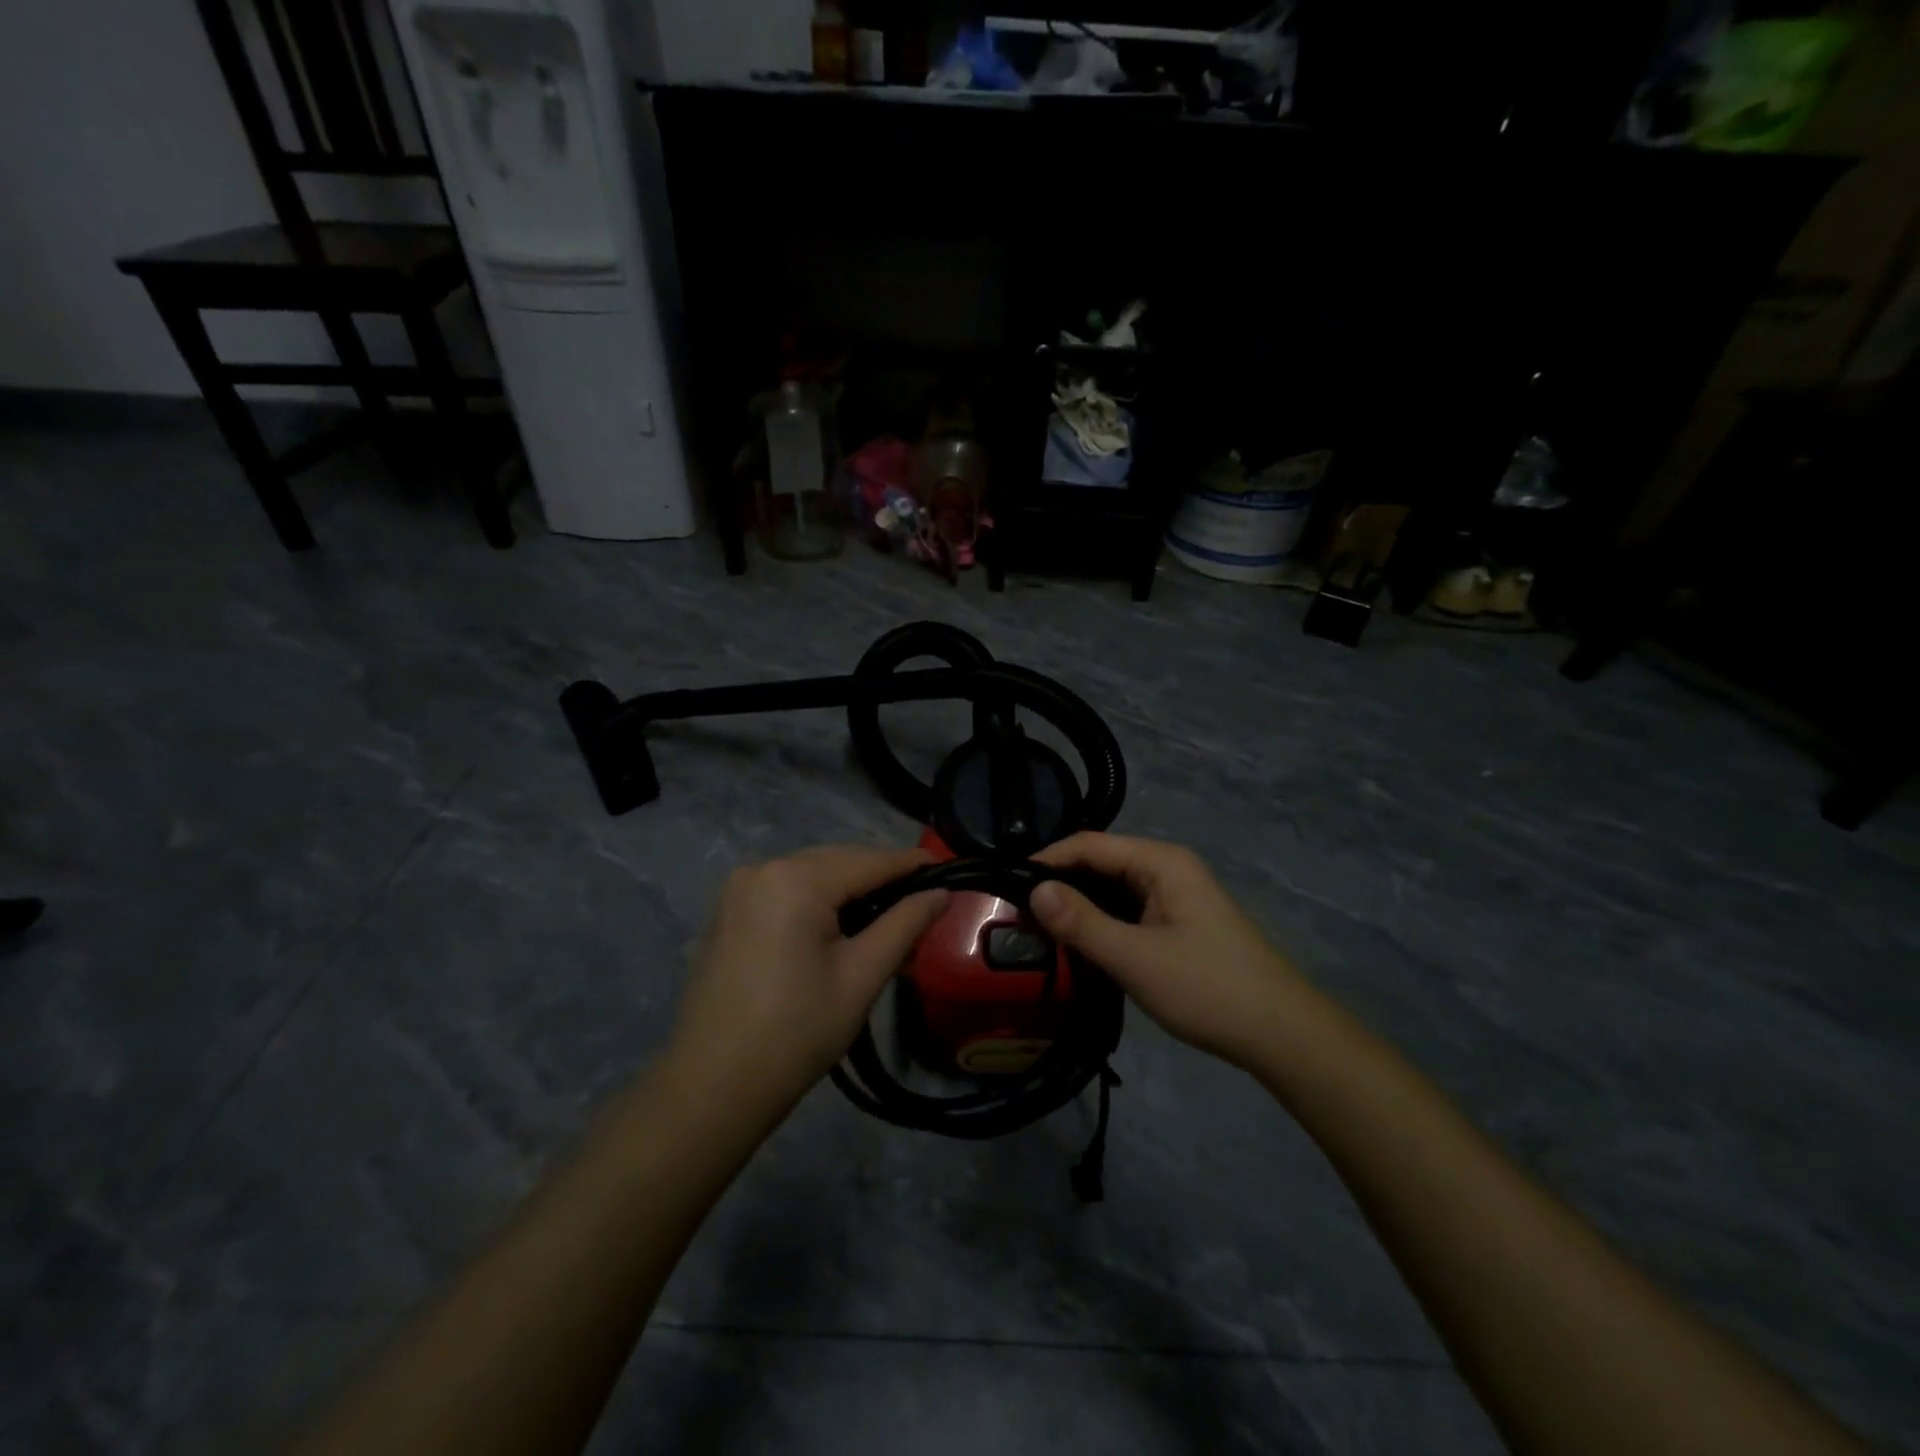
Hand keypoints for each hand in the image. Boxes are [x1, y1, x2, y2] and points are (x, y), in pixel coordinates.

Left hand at [666, 846, 949, 1113]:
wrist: (712, 1087)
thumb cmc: (796, 1033)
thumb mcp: (861, 977)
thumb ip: (905, 924)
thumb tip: (941, 892)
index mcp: (795, 880)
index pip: (869, 861)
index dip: (912, 865)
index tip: (950, 870)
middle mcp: (763, 868)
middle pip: (839, 861)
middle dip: (881, 877)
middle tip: (924, 901)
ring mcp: (740, 887)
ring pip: (813, 872)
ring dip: (851, 888)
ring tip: (889, 914)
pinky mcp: (729, 909)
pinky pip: (787, 888)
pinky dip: (819, 898)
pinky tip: (841, 923)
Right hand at [1030, 833, 1308, 1069]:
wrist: (1282, 1035)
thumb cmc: (1208, 988)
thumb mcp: (1136, 958)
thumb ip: (1082, 923)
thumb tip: (1033, 890)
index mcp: (1161, 862)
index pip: (1089, 845)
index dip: (1047, 860)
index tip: (1006, 884)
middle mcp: (1168, 869)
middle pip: (1100, 863)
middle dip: (1059, 883)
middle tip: (1015, 912)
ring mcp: (1176, 897)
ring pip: (1113, 889)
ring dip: (1079, 906)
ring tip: (1037, 929)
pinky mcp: (1178, 924)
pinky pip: (1128, 911)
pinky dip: (1100, 922)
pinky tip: (1078, 944)